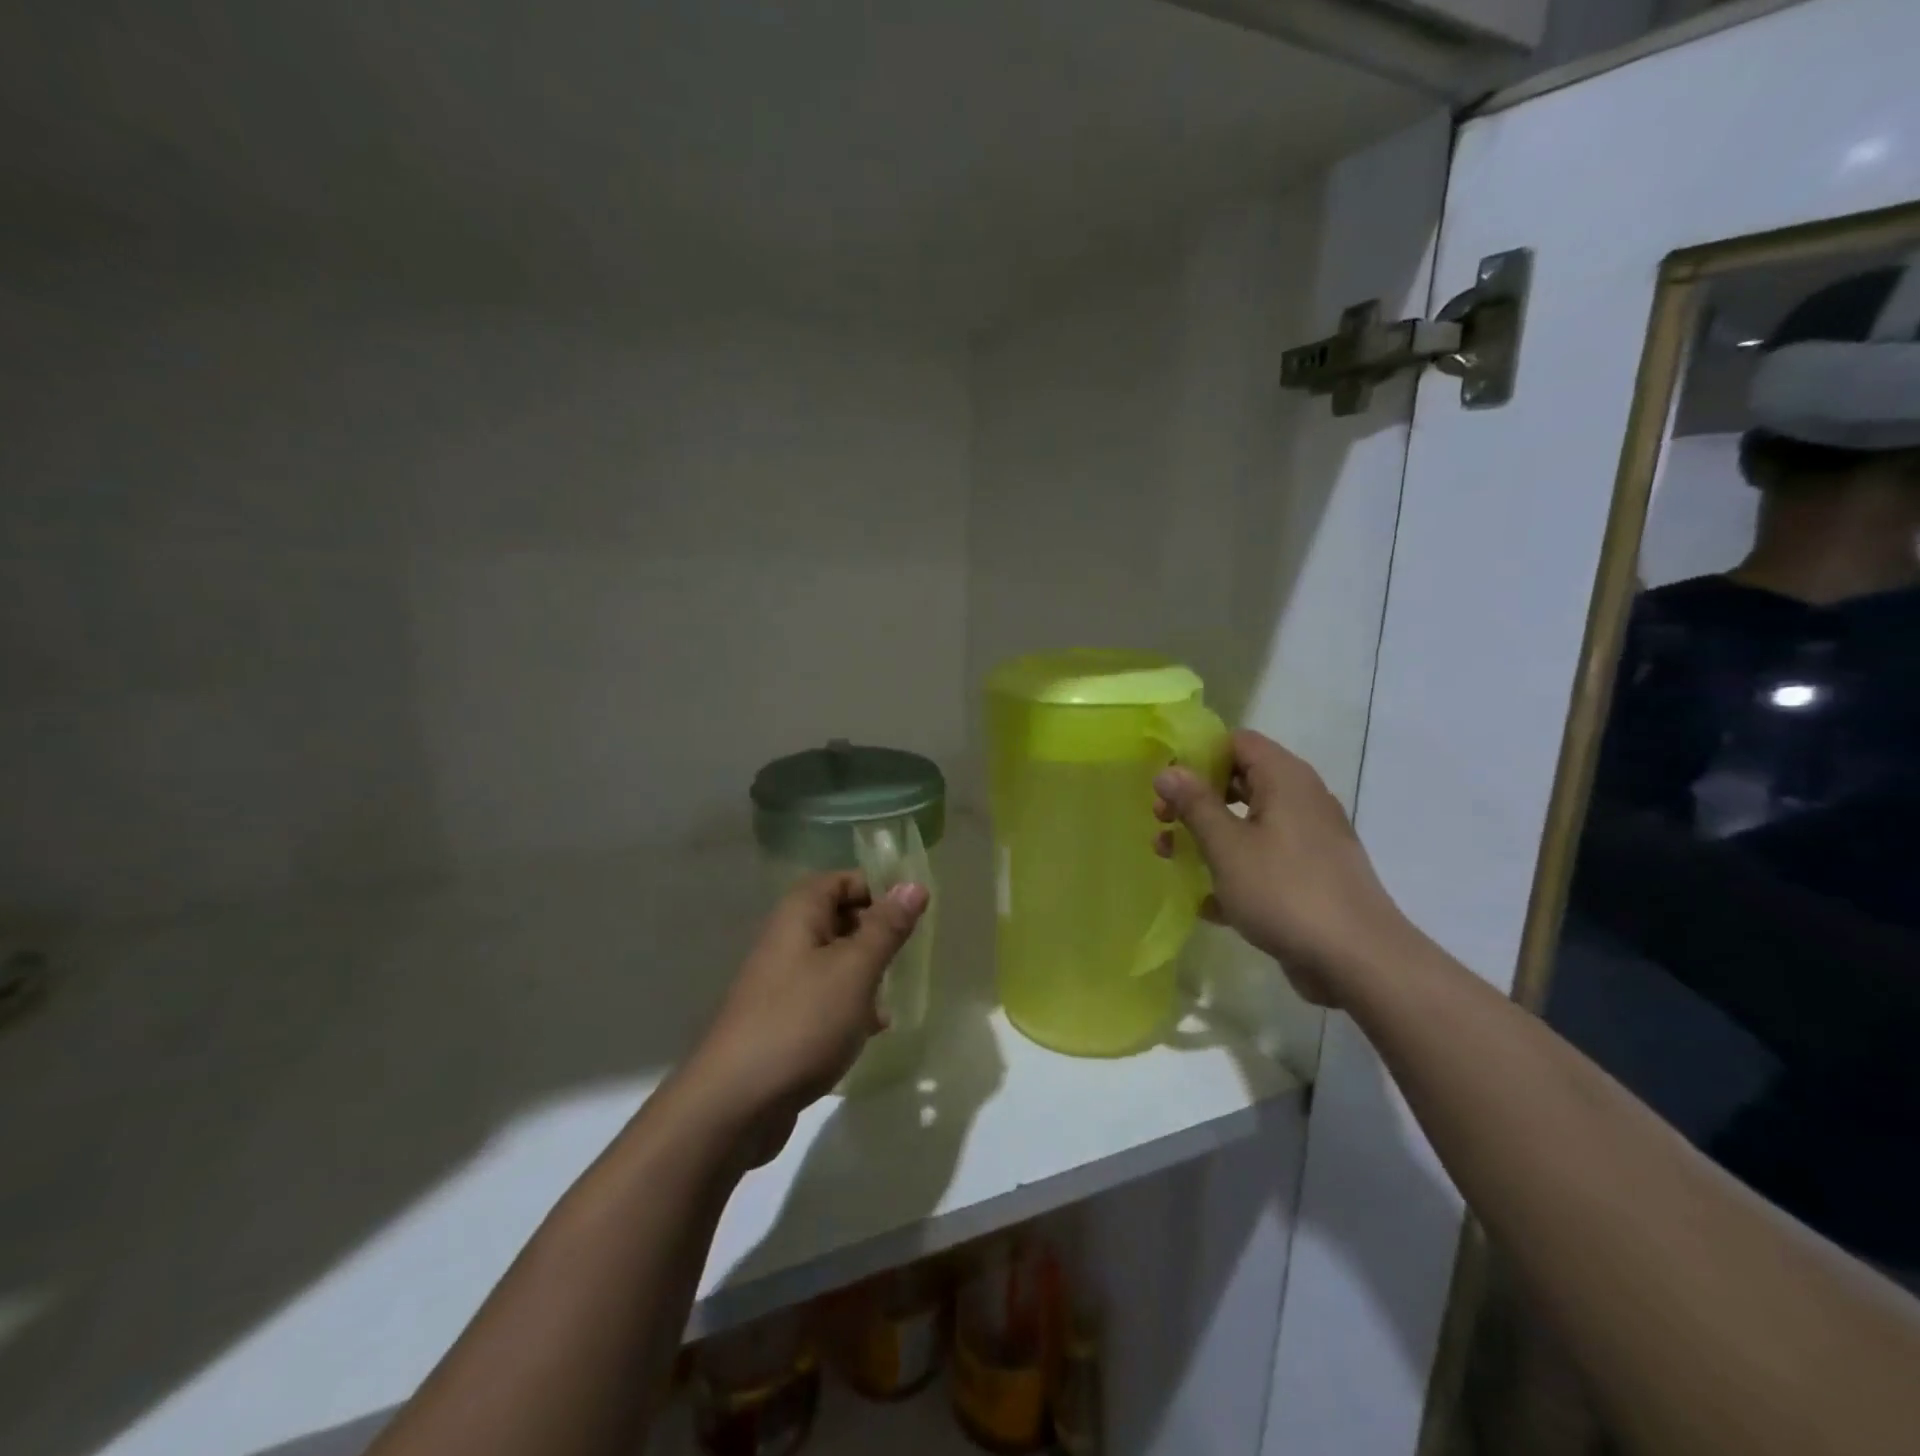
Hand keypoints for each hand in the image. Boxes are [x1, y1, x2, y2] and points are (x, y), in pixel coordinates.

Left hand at [681, 872, 928, 1164]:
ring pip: (834, 962)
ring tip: (890, 998)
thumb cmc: (802, 1021)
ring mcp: (781, 982)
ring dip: (865, 975)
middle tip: (905, 958)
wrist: (735, 1103)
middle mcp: (786, 940)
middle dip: (875, 935)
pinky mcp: (782, 1020)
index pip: (841, 880)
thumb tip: (914, 884)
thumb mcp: (855, 969)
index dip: (876, 891)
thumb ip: (886, 928)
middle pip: (838, 919)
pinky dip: (848, 1006)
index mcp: (799, 915)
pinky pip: (823, 998)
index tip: (910, 917)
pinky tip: (869, 1031)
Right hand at [1153, 730, 1407, 1006]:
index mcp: (1285, 780)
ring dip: (1207, 837)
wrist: (1358, 960)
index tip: (1165, 782)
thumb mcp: (1228, 846)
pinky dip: (1233, 871)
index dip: (1197, 754)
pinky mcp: (1309, 877)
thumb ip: (1195, 805)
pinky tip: (1205, 902)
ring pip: (1247, 824)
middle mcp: (1300, 801)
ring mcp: (1307, 841)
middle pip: (1239, 782)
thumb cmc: (1285, 891)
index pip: (1237, 742)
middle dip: (1196, 799)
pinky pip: (1262, 861)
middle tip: (1162, 821)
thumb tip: (1168, 770)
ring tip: (1170, 859)